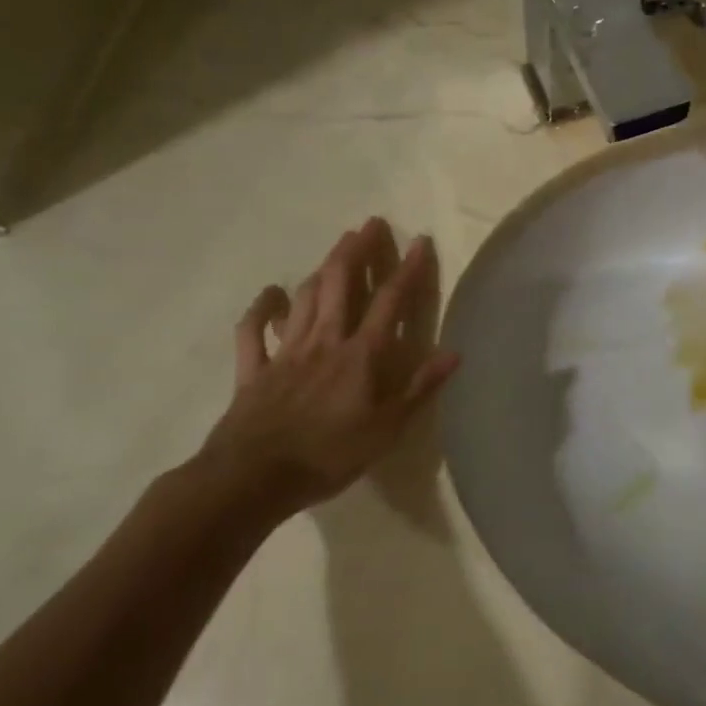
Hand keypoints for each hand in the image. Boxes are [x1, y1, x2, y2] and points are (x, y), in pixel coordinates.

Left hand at [198, 219, 460, 517]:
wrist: (251, 480)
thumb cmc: (328, 457)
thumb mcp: (386, 430)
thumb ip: (419, 388)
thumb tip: (454, 353)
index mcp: (361, 355)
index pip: (391, 301)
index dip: (408, 269)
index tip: (421, 240)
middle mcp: (325, 341)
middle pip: (342, 284)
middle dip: (358, 251)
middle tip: (370, 225)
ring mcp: (285, 352)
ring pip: (304, 298)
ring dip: (323, 269)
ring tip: (337, 248)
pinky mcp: (253, 369)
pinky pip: (253, 331)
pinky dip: (261, 309)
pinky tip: (271, 294)